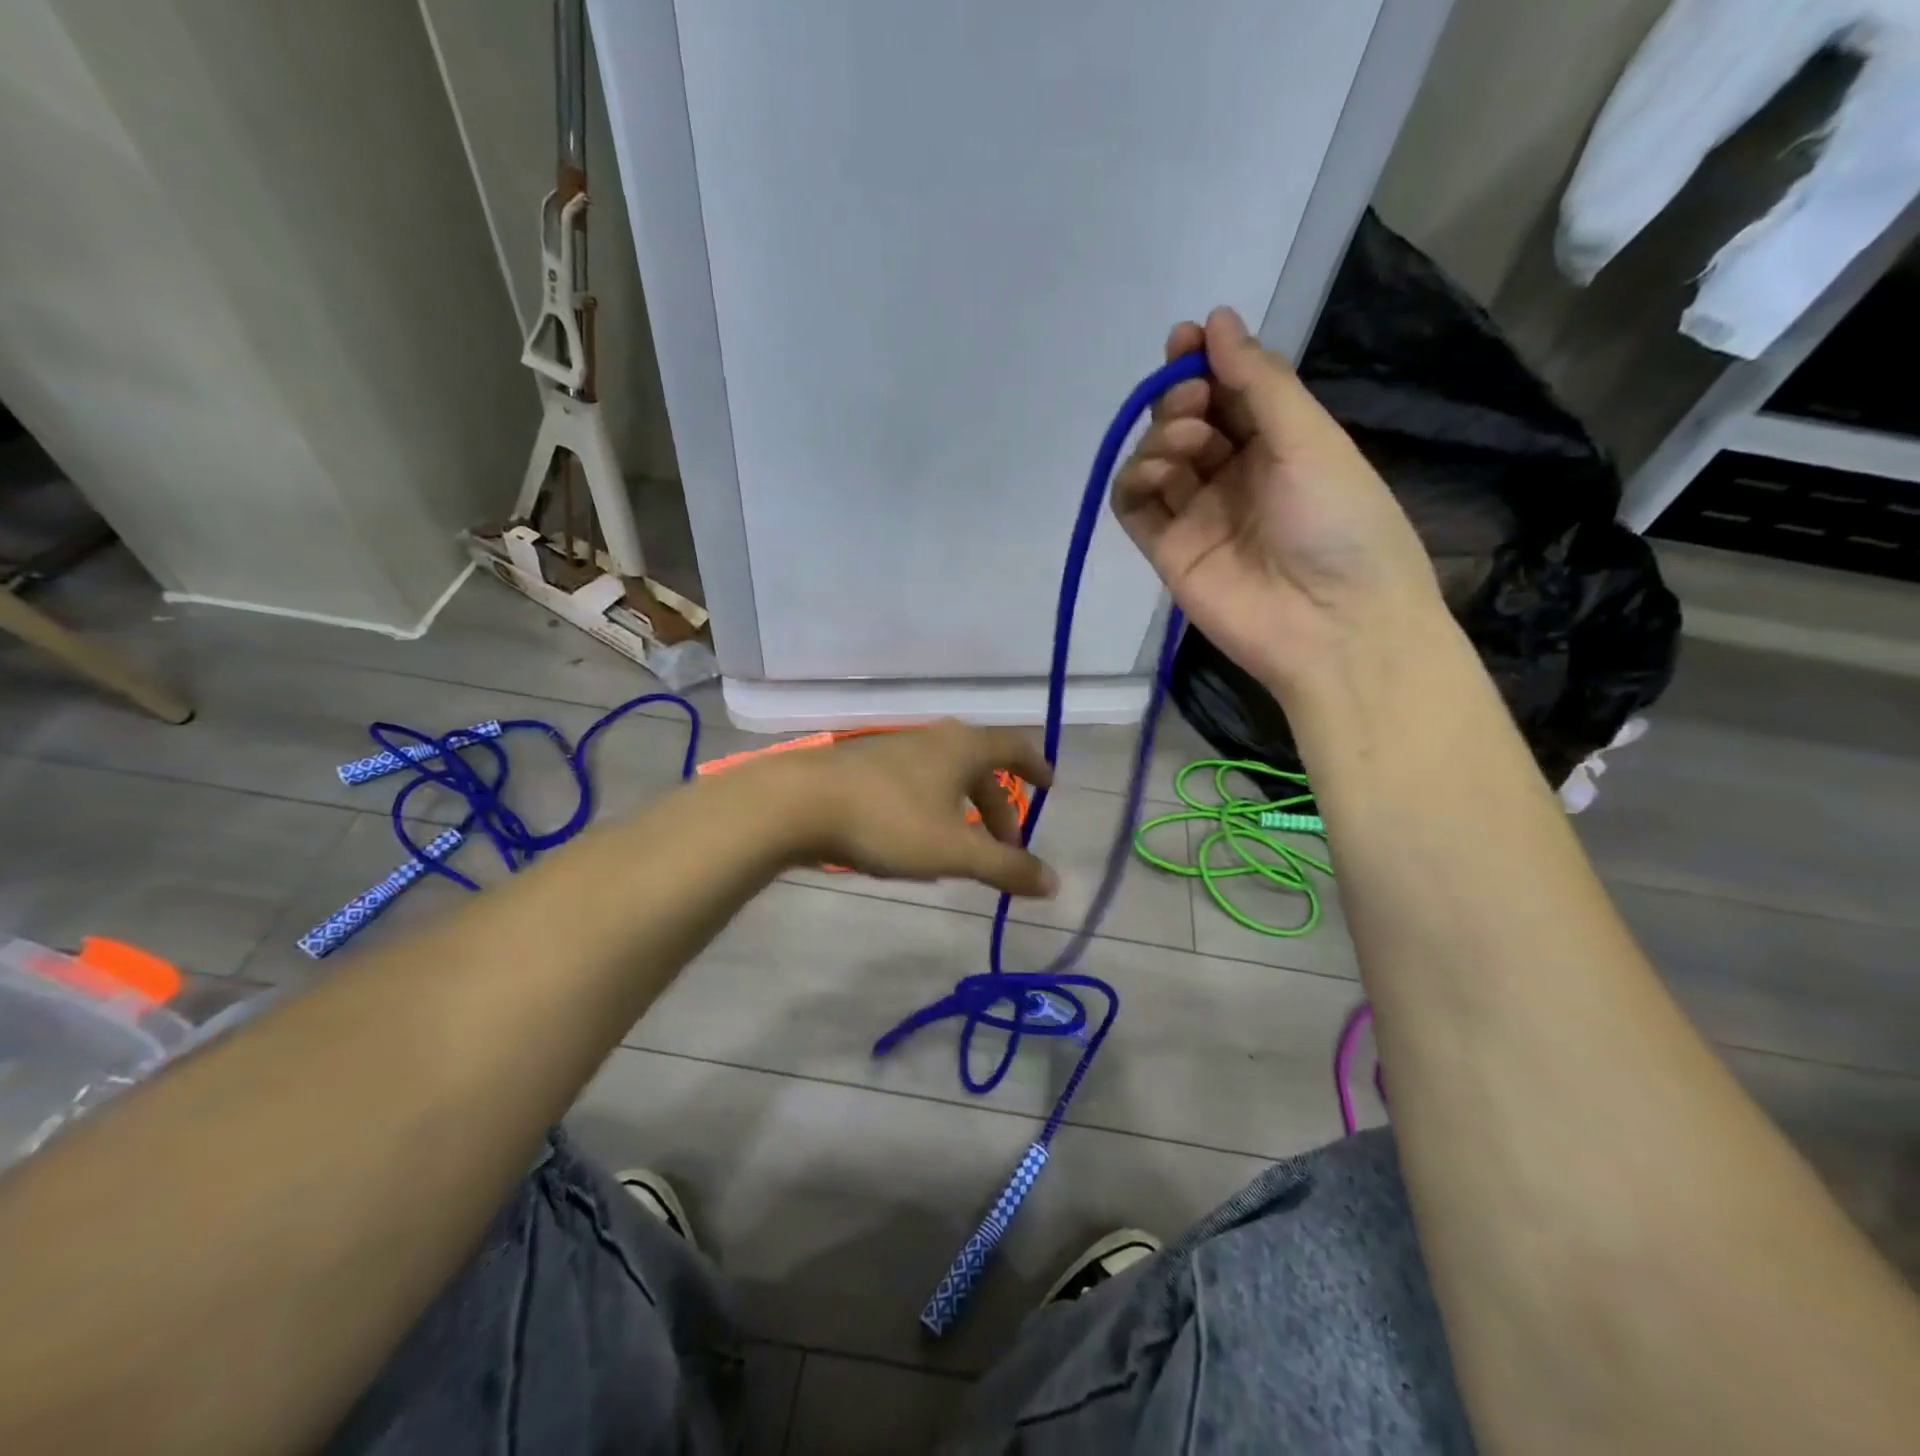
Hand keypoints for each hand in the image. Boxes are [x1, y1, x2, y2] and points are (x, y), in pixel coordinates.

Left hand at [769, 721, 1057, 897]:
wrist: (798, 803)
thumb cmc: (888, 820)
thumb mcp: (954, 852)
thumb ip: (1006, 868)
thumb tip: (1054, 883)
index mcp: (963, 748)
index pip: (1014, 746)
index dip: (1036, 765)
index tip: (1049, 786)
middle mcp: (933, 739)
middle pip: (979, 768)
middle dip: (997, 807)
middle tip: (1005, 846)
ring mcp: (895, 749)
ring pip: (944, 777)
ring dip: (962, 810)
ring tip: (962, 850)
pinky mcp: (864, 766)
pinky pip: (915, 784)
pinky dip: (931, 809)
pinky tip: (914, 842)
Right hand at [1111, 307, 1443, 693]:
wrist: (1332, 624)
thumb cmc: (1340, 522)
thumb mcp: (1310, 439)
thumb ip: (1258, 382)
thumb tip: (1216, 320)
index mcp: (1279, 444)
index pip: (1229, 393)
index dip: (1204, 361)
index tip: (1186, 338)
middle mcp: (1235, 475)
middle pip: (1187, 421)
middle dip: (1181, 395)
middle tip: (1192, 396)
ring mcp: (1197, 514)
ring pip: (1157, 459)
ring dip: (1161, 435)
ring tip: (1187, 439)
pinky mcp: (1167, 550)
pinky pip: (1134, 505)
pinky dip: (1133, 478)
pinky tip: (1155, 470)